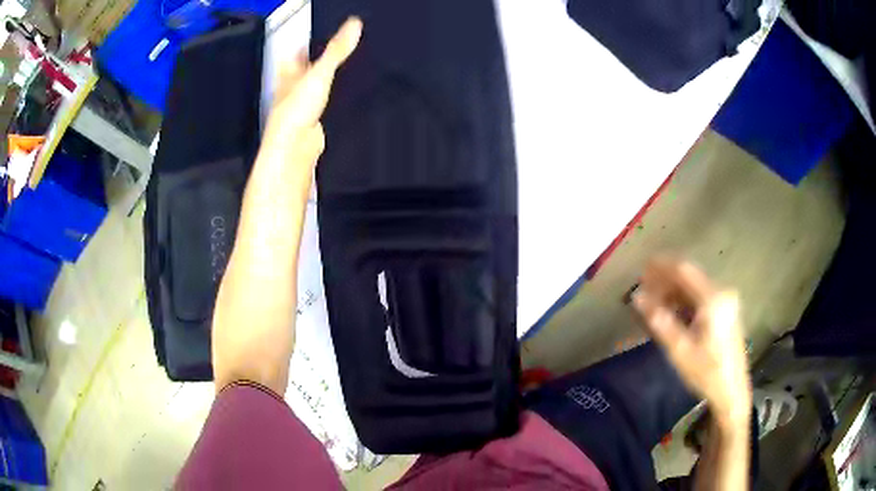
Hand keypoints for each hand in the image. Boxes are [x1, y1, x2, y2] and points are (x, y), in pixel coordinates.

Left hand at [260, 16, 362, 162]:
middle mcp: (292, 91)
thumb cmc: (293, 115)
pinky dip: (330, 103)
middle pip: (302, 72)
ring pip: (311, 91)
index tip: (315, 37)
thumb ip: (337, 50)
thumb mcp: (320, 73)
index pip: (295, 54)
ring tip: (339, 74)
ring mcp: (301, 108)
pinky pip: (321, 109)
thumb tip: (353, 25)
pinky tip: (339, 101)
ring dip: (322, 83)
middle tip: (329, 54)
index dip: (304, 45)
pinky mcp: (312, 124)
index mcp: (289, 74)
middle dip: (314, 63)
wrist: (294, 149)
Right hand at [633, 259, 751, 429]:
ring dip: (673, 292)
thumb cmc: (706, 373)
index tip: (640, 269)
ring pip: (694, 287)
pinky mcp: (726, 310)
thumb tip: (637, 297)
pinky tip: (671, 312)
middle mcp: (722, 292)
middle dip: (665, 281)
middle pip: (689, 277)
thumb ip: (660, 321)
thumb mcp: (680, 351)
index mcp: (713, 299)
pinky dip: (684, 301)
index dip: (661, 266)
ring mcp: (726, 300)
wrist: (732, 391)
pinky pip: (701, 297)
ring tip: (653, 303)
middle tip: (643, 290)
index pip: (684, 271)